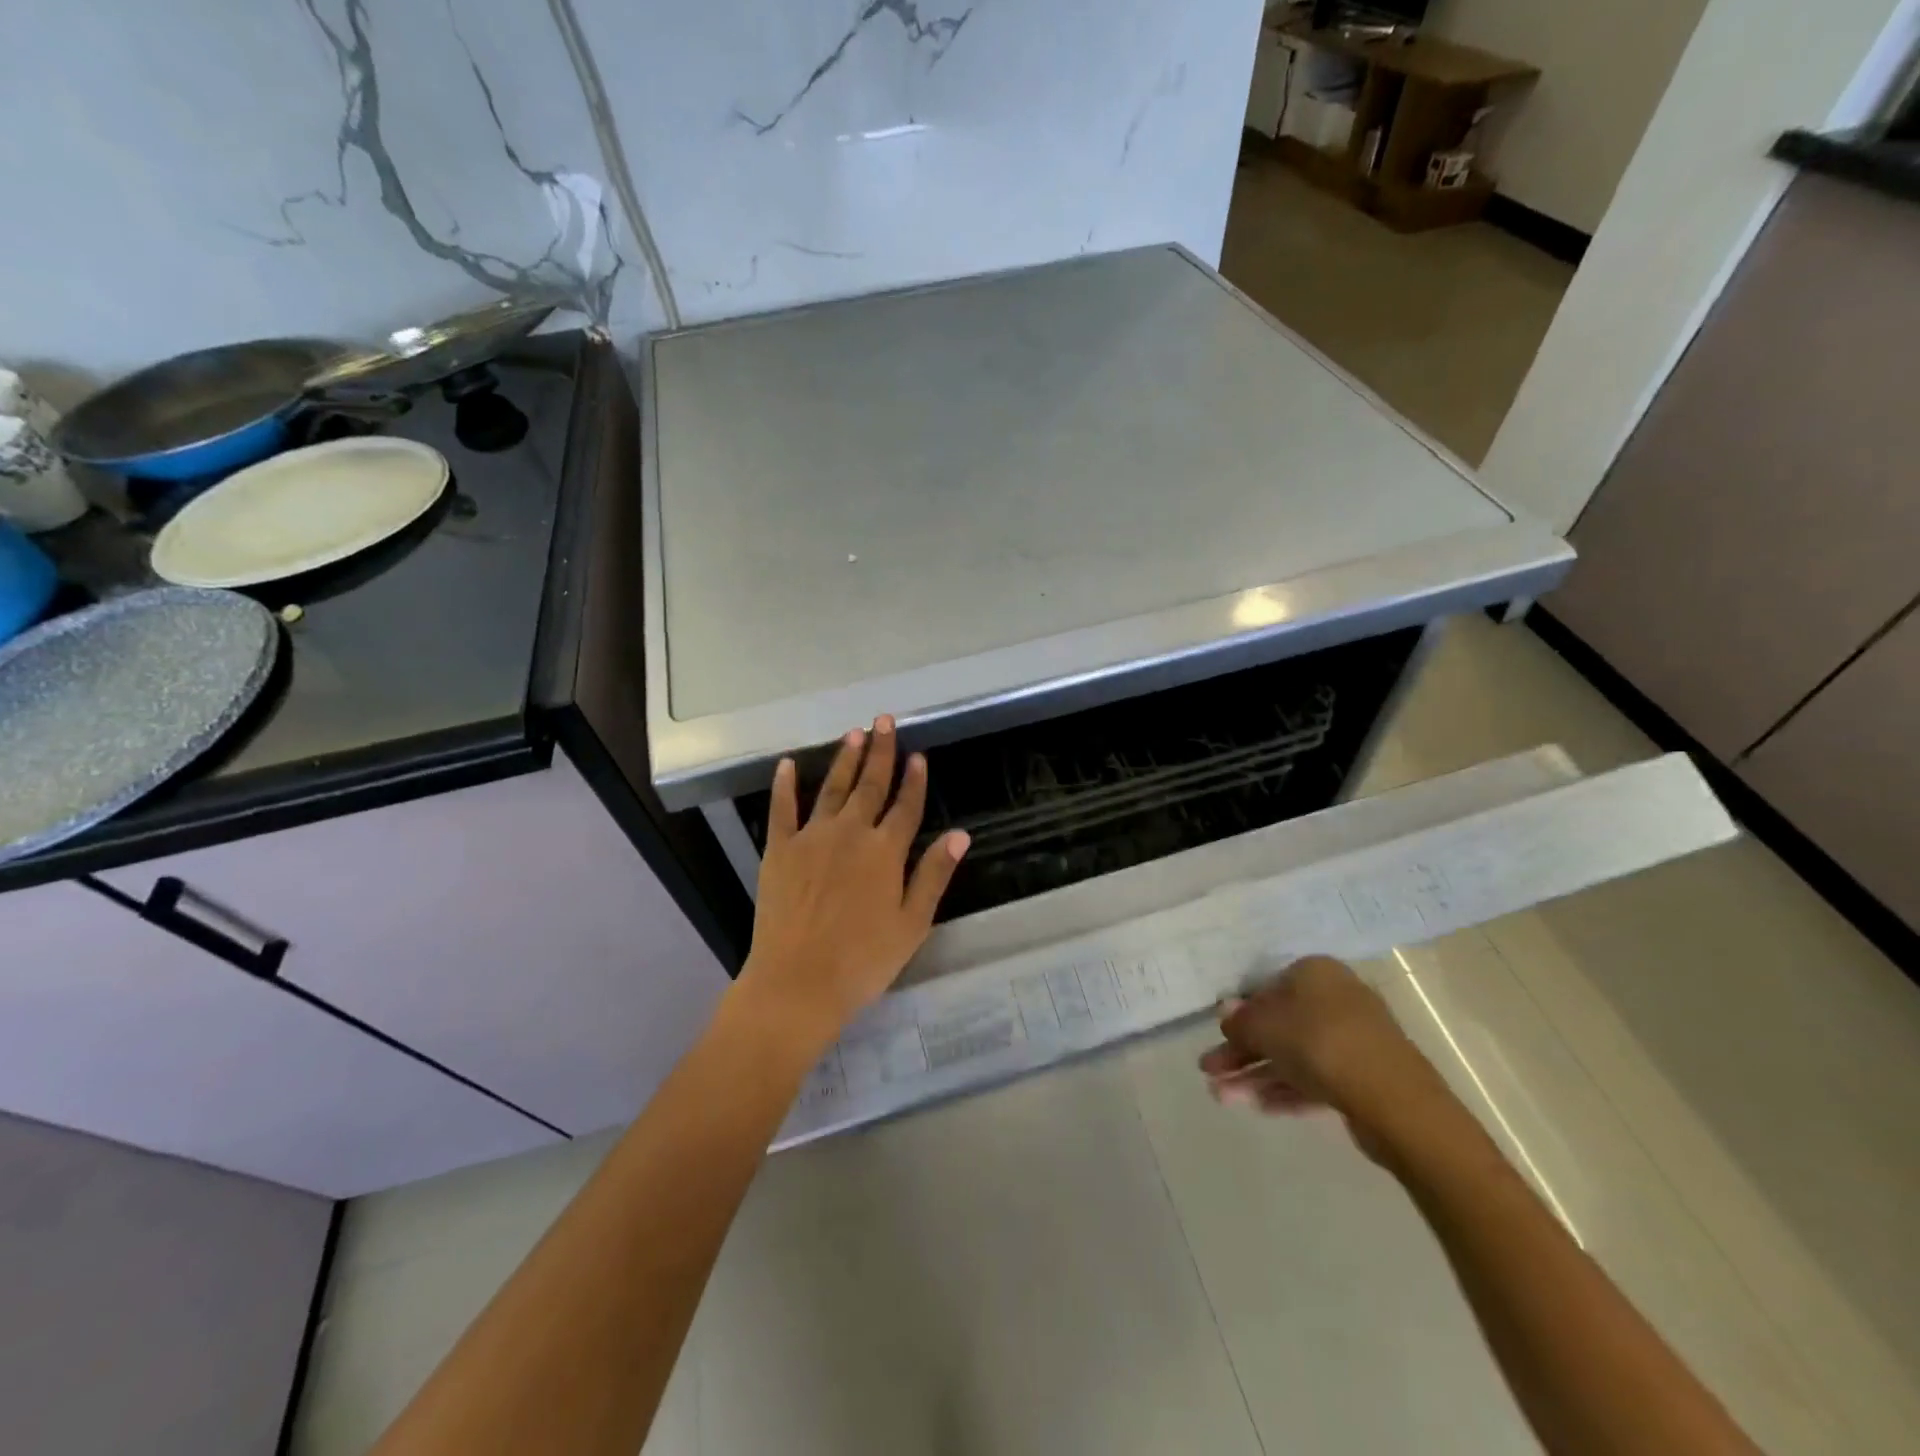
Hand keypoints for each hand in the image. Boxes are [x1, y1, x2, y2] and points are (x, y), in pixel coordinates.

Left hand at [740, 716, 969, 1048]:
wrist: (798, 982)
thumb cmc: (863, 960)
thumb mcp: (912, 923)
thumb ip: (934, 874)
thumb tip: (961, 834)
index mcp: (885, 851)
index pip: (906, 806)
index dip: (914, 780)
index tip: (918, 755)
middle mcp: (850, 833)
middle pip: (870, 786)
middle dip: (880, 752)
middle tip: (883, 721)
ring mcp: (812, 838)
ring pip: (832, 789)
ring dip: (844, 759)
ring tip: (854, 734)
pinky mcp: (779, 850)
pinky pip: (782, 809)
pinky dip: (784, 785)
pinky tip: (786, 764)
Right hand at [1198, 955, 1444, 1160]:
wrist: (1394, 1100)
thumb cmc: (1319, 1043)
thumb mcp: (1264, 1026)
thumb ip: (1240, 1021)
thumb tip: (1225, 1011)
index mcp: (1315, 973)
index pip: (1267, 989)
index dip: (1240, 1015)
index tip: (1220, 1038)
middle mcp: (1336, 999)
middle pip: (1278, 1026)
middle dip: (1242, 1052)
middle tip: (1210, 1072)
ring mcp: (1353, 1040)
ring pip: (1294, 1056)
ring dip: (1256, 1076)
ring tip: (1222, 1098)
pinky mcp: (1364, 1078)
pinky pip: (1316, 1079)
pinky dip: (1286, 1091)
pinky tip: (1259, 1108)